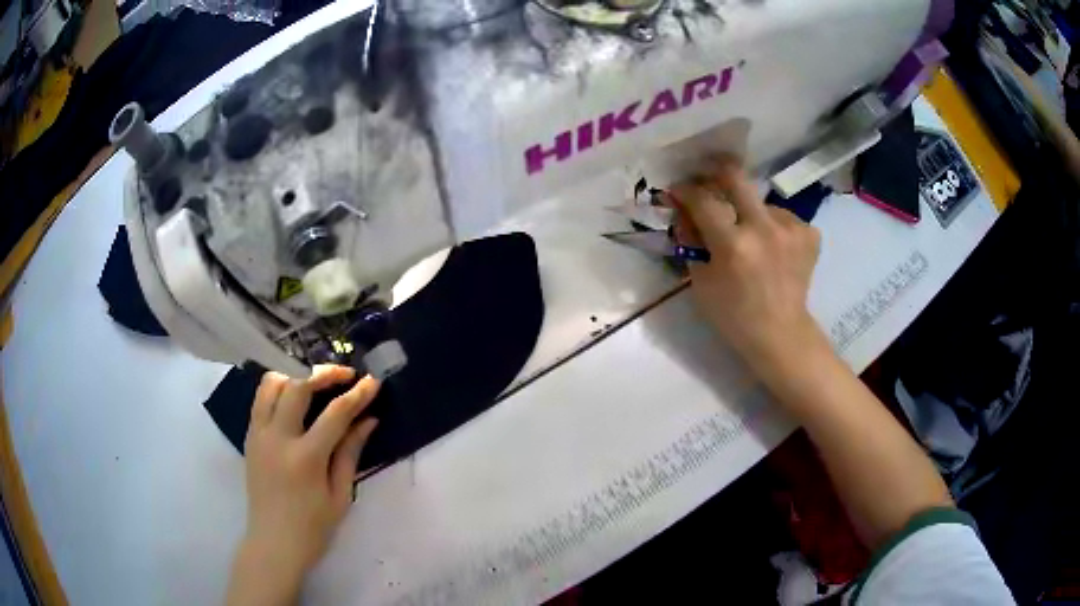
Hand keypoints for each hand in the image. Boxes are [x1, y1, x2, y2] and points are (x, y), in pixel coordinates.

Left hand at [227, 365, 378, 605]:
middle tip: (345, 375)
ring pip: (271, 385)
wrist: (273, 543)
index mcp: (305, 458)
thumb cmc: (313, 528)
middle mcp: (277, 438)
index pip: (335, 414)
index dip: (357, 394)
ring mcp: (258, 435)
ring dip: (295, 376)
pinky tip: (294, 401)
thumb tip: (368, 421)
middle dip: (324, 374)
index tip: (372, 381)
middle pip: (298, 386)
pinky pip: (260, 401)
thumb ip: (350, 453)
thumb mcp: (340, 495)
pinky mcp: (249, 438)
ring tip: (315, 384)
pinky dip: (278, 391)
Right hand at [672, 157, 822, 369]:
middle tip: (709, 180)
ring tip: (751, 236)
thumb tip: (684, 210)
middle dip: (716, 173)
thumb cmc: (733, 315)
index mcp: (733, 245)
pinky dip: (774, 226)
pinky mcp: (810, 234)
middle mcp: (764, 228)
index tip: (679, 190)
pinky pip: (783, 216)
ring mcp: (792, 229)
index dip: (685, 190)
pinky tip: (773, 246)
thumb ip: (691, 240)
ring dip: (750, 212)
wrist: (780, 333)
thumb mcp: (701, 281)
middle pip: (736, 177)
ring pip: (761, 202)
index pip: (702, 200)